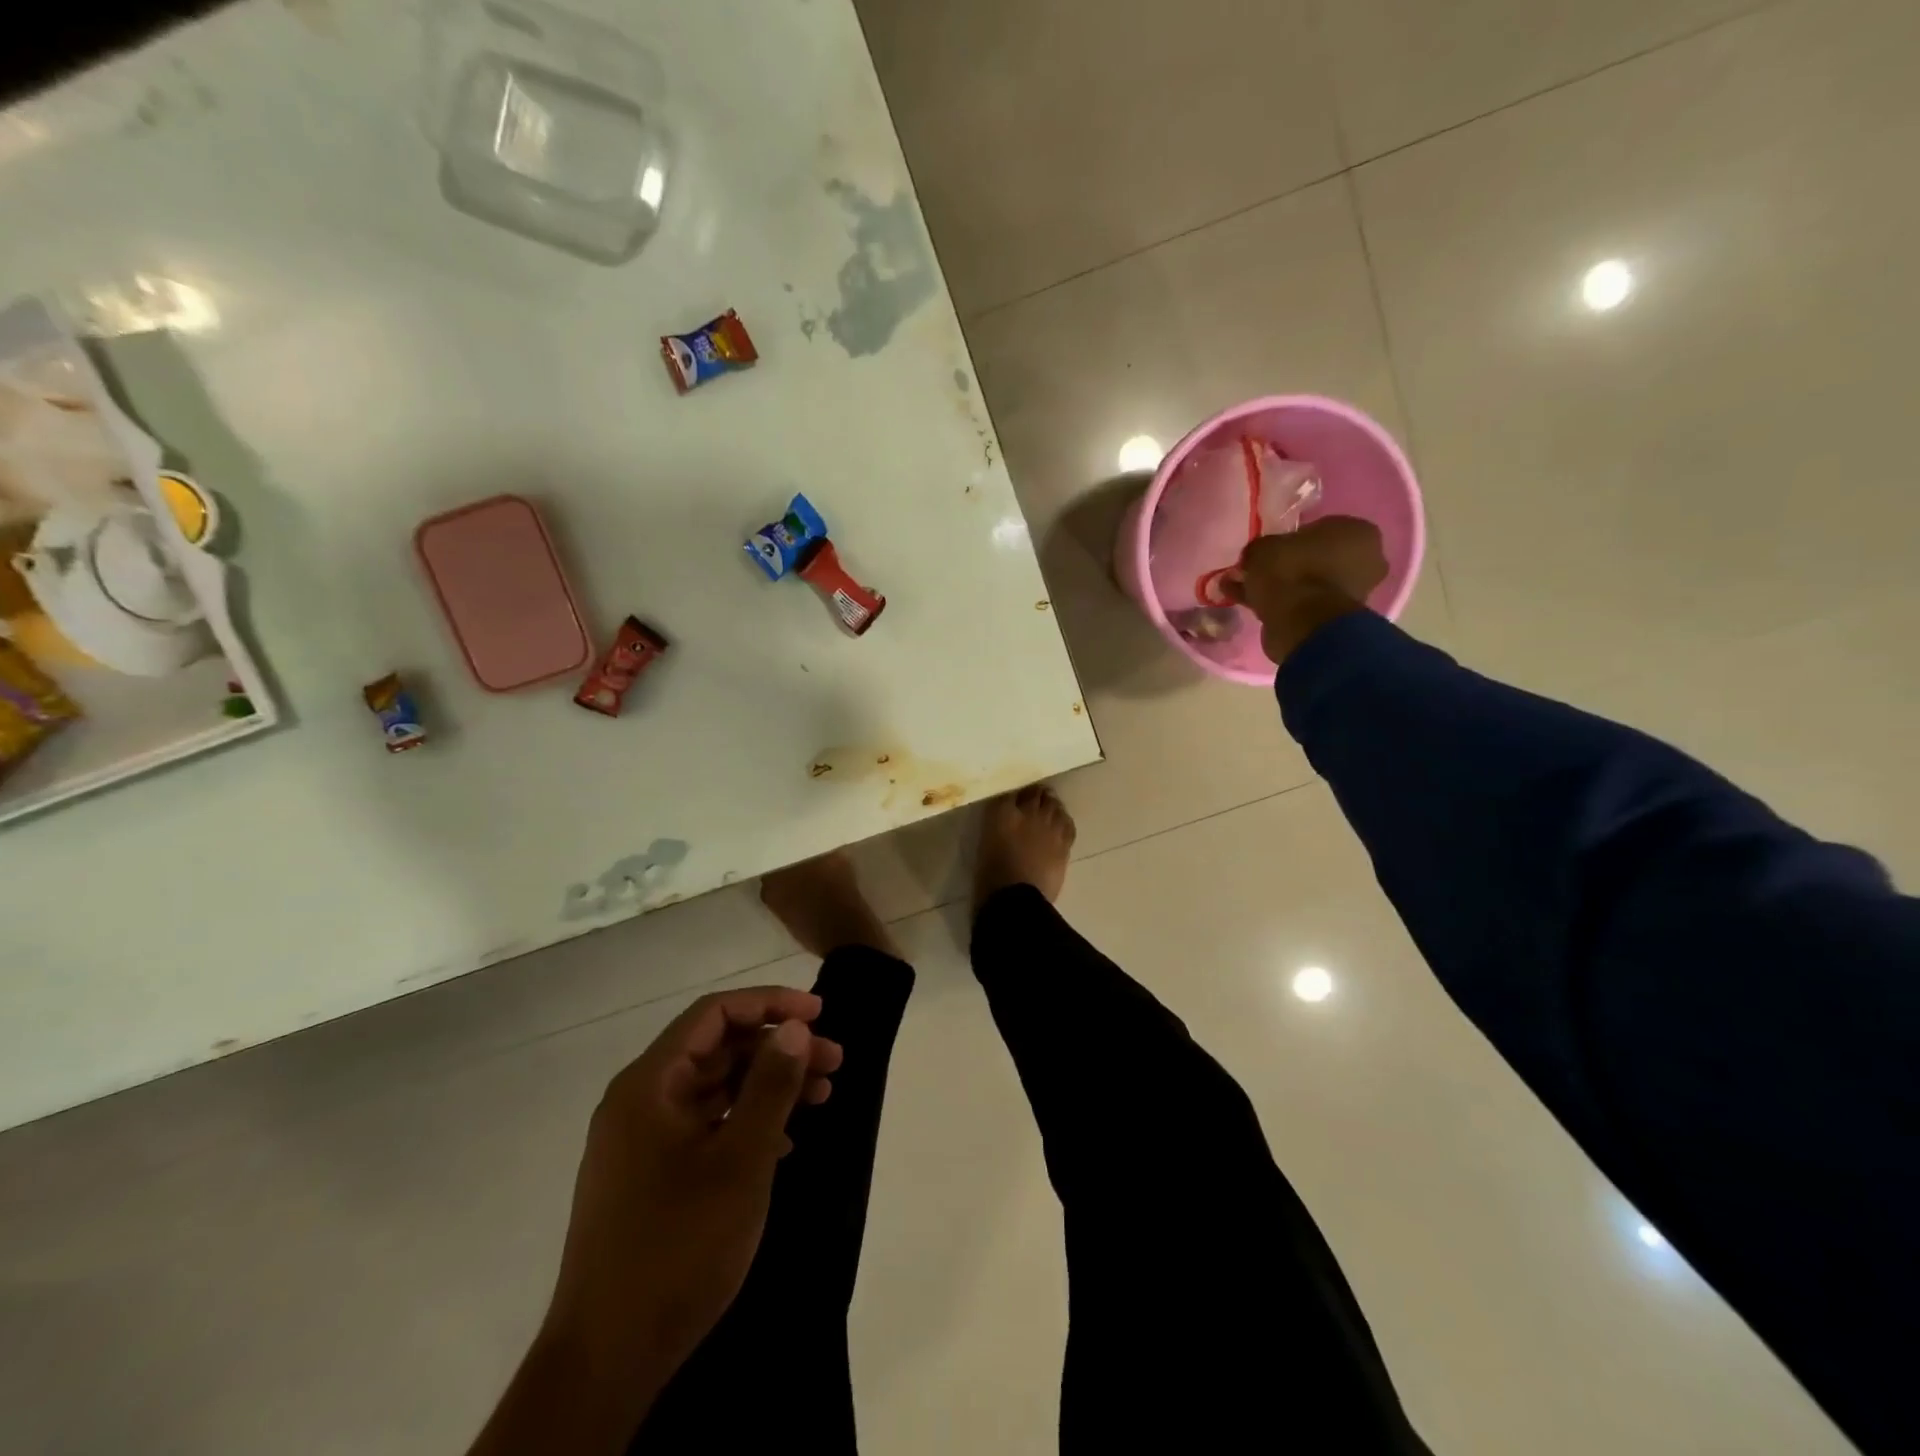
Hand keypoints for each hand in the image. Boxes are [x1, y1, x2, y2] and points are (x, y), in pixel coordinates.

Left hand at [544, 988, 842, 1397]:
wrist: (606, 1360)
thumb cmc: (678, 1246)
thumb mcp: (741, 1161)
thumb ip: (770, 1086)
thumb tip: (795, 1027)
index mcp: (650, 1084)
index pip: (714, 1014)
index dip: (770, 1003)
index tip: (820, 1013)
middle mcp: (640, 1100)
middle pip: (718, 1049)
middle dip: (779, 1048)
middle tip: (834, 1063)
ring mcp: (641, 1140)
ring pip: (715, 1087)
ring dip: (768, 1085)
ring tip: (822, 1098)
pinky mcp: (649, 1174)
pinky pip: (705, 1124)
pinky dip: (747, 1120)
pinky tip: (786, 1141)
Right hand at [1223, 516, 1387, 664]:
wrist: (1301, 623)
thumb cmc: (1291, 571)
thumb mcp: (1264, 547)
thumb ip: (1262, 548)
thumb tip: (1256, 556)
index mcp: (1358, 532)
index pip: (1322, 528)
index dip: (1293, 538)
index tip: (1271, 549)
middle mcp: (1367, 560)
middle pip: (1320, 557)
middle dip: (1291, 564)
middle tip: (1261, 570)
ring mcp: (1355, 593)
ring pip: (1312, 583)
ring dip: (1286, 587)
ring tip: (1250, 590)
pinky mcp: (1338, 619)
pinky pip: (1306, 605)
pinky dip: (1283, 605)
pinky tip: (1253, 606)